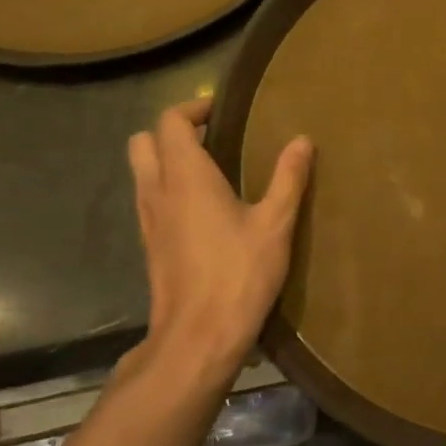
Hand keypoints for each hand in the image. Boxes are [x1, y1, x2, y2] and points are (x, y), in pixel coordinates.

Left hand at [124, 98, 312, 389]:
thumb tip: (302, 140)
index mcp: (186, 177)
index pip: (171, 122)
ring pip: (142, 171)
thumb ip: (288, 178)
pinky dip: (169, 188)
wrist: (197, 337)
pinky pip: (150, 198)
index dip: (193, 108)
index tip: (223, 110)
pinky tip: (204, 207)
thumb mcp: (275, 224)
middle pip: (144, 141)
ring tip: (213, 168)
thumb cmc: (238, 274)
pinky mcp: (150, 244)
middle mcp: (158, 191)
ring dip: (168, 159)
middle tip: (213, 136)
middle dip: (173, 131)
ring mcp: (148, 220)